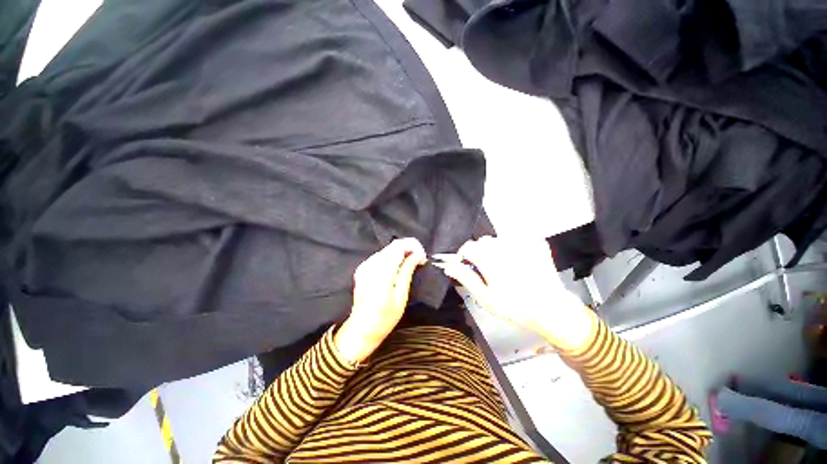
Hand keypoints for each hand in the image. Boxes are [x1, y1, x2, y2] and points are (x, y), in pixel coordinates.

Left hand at [335, 238, 426, 363]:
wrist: (361, 329)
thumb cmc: (384, 318)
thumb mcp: (401, 297)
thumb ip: (407, 271)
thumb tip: (417, 254)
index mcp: (381, 273)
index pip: (398, 246)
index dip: (413, 246)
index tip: (423, 257)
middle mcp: (370, 265)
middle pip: (393, 245)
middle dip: (409, 249)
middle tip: (419, 261)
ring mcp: (365, 265)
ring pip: (388, 249)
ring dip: (402, 253)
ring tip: (411, 265)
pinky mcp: (362, 268)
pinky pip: (381, 255)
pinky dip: (393, 257)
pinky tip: (398, 268)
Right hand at [434, 236, 593, 350]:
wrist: (550, 309)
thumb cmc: (513, 306)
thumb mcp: (485, 297)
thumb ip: (465, 277)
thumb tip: (448, 265)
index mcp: (490, 258)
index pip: (468, 247)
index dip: (463, 256)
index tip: (466, 267)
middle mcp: (505, 245)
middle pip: (483, 242)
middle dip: (480, 253)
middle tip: (486, 271)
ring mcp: (522, 243)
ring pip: (499, 240)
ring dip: (495, 250)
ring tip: (502, 267)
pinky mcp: (535, 243)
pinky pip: (516, 240)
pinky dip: (512, 248)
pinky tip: (517, 263)